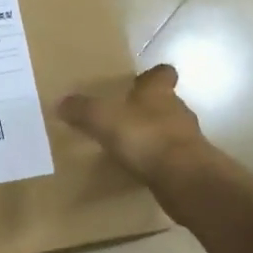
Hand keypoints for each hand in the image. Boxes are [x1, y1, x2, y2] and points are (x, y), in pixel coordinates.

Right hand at [58, 64, 206, 184]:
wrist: (184, 177)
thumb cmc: (144, 137)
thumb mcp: (103, 119)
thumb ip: (82, 110)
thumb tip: (61, 102)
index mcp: (159, 92)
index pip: (162, 74)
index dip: (152, 76)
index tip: (140, 81)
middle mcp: (178, 111)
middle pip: (166, 103)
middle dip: (148, 109)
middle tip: (125, 117)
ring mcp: (188, 139)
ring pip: (169, 131)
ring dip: (153, 136)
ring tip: (129, 147)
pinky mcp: (190, 166)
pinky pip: (170, 158)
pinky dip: (157, 161)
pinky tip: (140, 170)